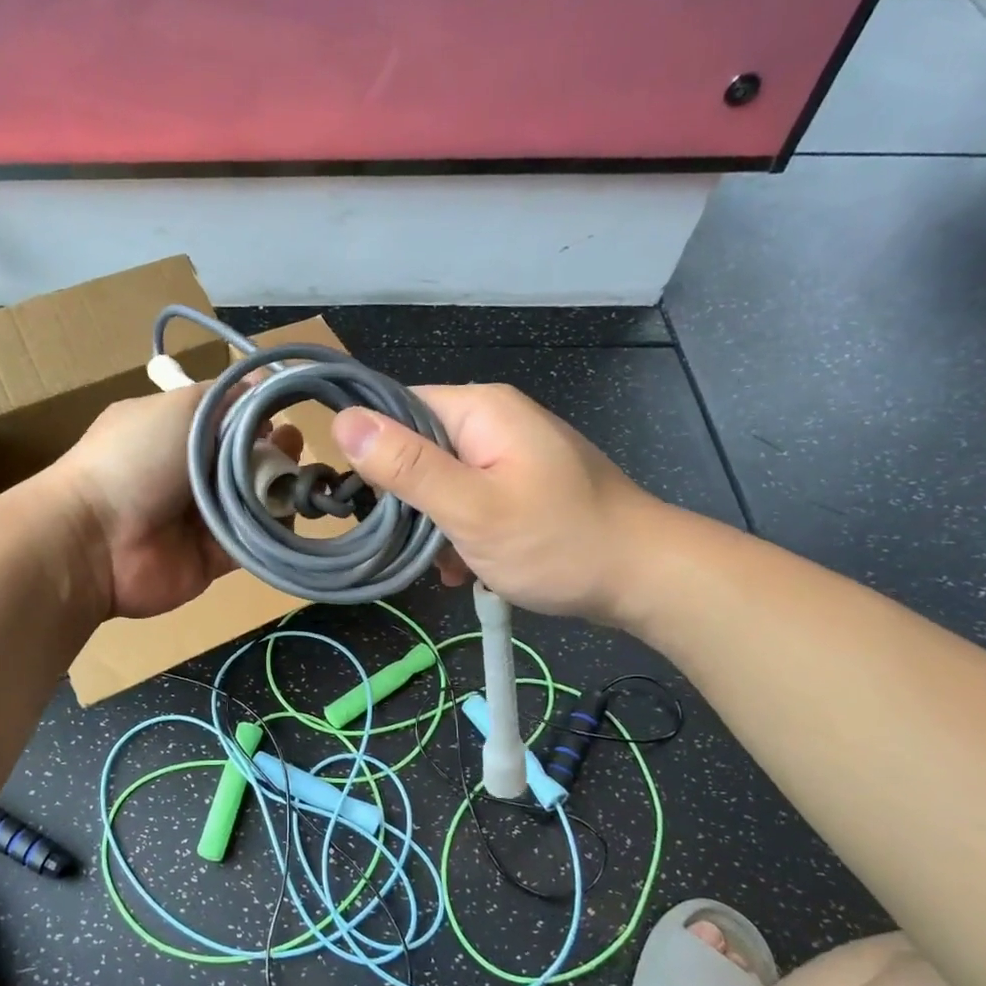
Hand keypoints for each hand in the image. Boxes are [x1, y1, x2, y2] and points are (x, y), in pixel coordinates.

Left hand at [48, 385, 301, 619]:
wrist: (96, 541)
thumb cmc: (135, 459)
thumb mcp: (179, 408)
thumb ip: (227, 397)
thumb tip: (263, 386)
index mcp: (176, 432)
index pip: (229, 419)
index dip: (259, 414)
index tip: (283, 410)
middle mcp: (190, 473)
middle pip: (248, 460)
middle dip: (276, 450)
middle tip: (293, 446)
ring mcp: (202, 517)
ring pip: (255, 500)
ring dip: (280, 488)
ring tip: (299, 480)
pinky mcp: (213, 557)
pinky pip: (254, 542)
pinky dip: (274, 530)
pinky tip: (290, 514)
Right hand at [331, 384, 668, 623]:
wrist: (644, 578)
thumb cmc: (557, 541)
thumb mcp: (471, 507)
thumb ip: (407, 466)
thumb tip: (341, 421)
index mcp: (481, 409)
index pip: (398, 407)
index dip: (372, 449)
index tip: (365, 499)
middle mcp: (494, 420)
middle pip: (417, 446)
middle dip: (406, 497)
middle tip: (410, 540)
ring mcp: (511, 454)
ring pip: (440, 480)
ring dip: (432, 523)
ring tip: (444, 562)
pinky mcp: (521, 485)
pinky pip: (469, 499)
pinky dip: (460, 533)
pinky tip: (465, 567)